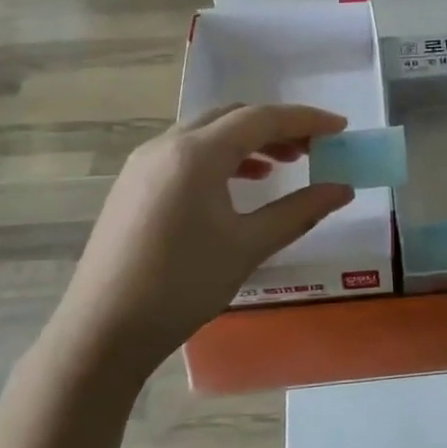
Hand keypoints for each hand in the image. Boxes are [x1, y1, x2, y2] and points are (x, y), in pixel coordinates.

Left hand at [43, 104, 353, 368]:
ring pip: (207, 134)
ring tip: (283, 165)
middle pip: (232, 117)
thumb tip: (343, 190)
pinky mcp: (133, 185)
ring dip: (249, 142)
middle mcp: (166, 145)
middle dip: (277, 127)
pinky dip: (221, 158)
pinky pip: (186, 154)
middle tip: (314, 148)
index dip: (305, 120)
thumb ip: (299, 211)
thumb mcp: (248, 246)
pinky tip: (239, 185)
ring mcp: (144, 164)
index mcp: (196, 154)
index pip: (261, 118)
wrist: (104, 329)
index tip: (340, 128)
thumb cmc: (183, 285)